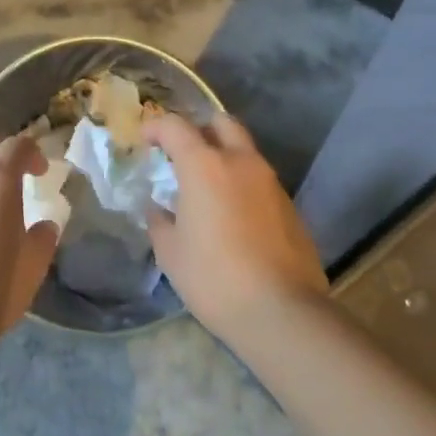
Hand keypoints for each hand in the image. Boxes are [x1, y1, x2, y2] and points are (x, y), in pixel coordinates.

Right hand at [146, 113, 327, 342]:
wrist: (283, 313)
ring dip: (224, 157)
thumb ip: (160, 222)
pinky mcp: (290, 207)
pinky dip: (242, 184)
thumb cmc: (214, 278)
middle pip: (221, 122)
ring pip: (245, 151)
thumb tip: (158, 210)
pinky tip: (232, 215)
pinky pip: (260, 181)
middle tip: (183, 153)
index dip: (156, 127)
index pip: (176, 126)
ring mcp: (271, 183)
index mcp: (205, 166)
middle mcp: (241, 162)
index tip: (145, 141)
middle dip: (200, 129)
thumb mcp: (171, 253)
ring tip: (206, 188)